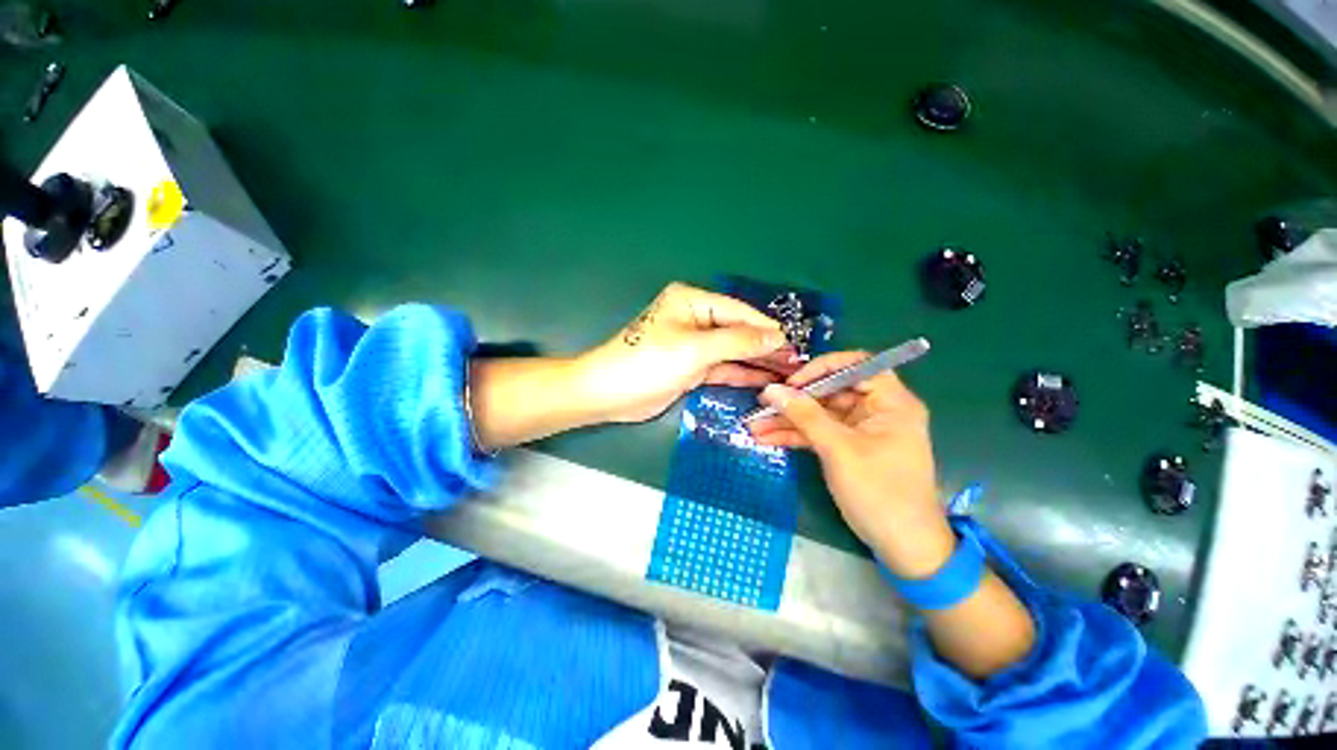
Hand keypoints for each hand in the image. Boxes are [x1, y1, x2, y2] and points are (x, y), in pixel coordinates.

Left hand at [575, 283, 797, 422]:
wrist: (609, 394)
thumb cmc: (649, 362)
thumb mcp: (695, 348)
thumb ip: (737, 341)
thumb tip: (776, 336)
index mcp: (692, 301)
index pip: (738, 311)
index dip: (766, 328)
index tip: (794, 343)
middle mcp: (694, 318)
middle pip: (737, 330)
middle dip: (765, 346)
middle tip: (796, 362)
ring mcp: (694, 345)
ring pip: (732, 351)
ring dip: (756, 361)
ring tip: (788, 373)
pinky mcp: (691, 367)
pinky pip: (721, 367)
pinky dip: (740, 373)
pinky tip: (764, 380)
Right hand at [749, 352, 954, 576]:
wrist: (902, 546)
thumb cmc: (880, 491)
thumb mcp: (838, 449)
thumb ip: (804, 415)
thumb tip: (772, 390)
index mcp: (890, 401)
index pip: (856, 366)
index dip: (822, 368)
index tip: (793, 382)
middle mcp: (876, 410)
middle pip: (831, 391)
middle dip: (795, 400)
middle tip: (762, 404)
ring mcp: (860, 430)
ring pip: (820, 415)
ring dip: (788, 420)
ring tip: (754, 426)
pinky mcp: (848, 448)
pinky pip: (818, 434)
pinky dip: (795, 436)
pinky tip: (767, 439)